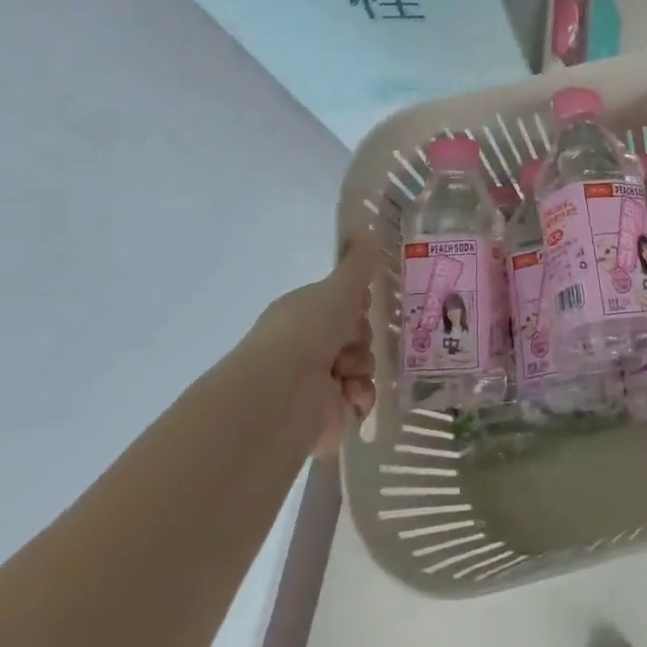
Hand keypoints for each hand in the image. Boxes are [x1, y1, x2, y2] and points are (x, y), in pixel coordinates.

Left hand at [246, 236, 379, 458]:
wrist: (281, 392)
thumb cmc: (307, 329)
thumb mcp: (338, 287)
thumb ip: (357, 263)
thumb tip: (364, 229)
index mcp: (306, 316)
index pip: (345, 307)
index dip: (358, 307)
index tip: (362, 306)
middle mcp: (309, 349)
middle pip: (359, 337)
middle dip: (362, 339)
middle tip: (350, 342)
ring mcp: (317, 385)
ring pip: (363, 368)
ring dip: (361, 367)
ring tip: (344, 373)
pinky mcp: (328, 418)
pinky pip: (362, 400)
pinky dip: (360, 397)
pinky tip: (348, 395)